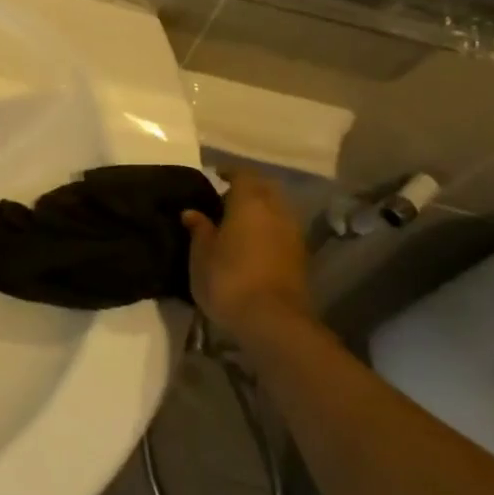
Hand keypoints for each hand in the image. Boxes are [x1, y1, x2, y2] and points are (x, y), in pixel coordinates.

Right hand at [182, 170, 311, 337]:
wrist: (273, 321)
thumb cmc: (228, 279)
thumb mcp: (201, 254)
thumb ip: (199, 229)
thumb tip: (192, 213)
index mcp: (250, 201)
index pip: (242, 174)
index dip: (228, 172)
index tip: (214, 176)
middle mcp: (276, 210)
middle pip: (264, 188)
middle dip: (248, 188)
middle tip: (225, 198)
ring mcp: (293, 234)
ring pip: (277, 209)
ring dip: (261, 210)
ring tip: (238, 222)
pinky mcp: (300, 257)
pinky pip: (282, 230)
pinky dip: (269, 229)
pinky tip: (253, 243)